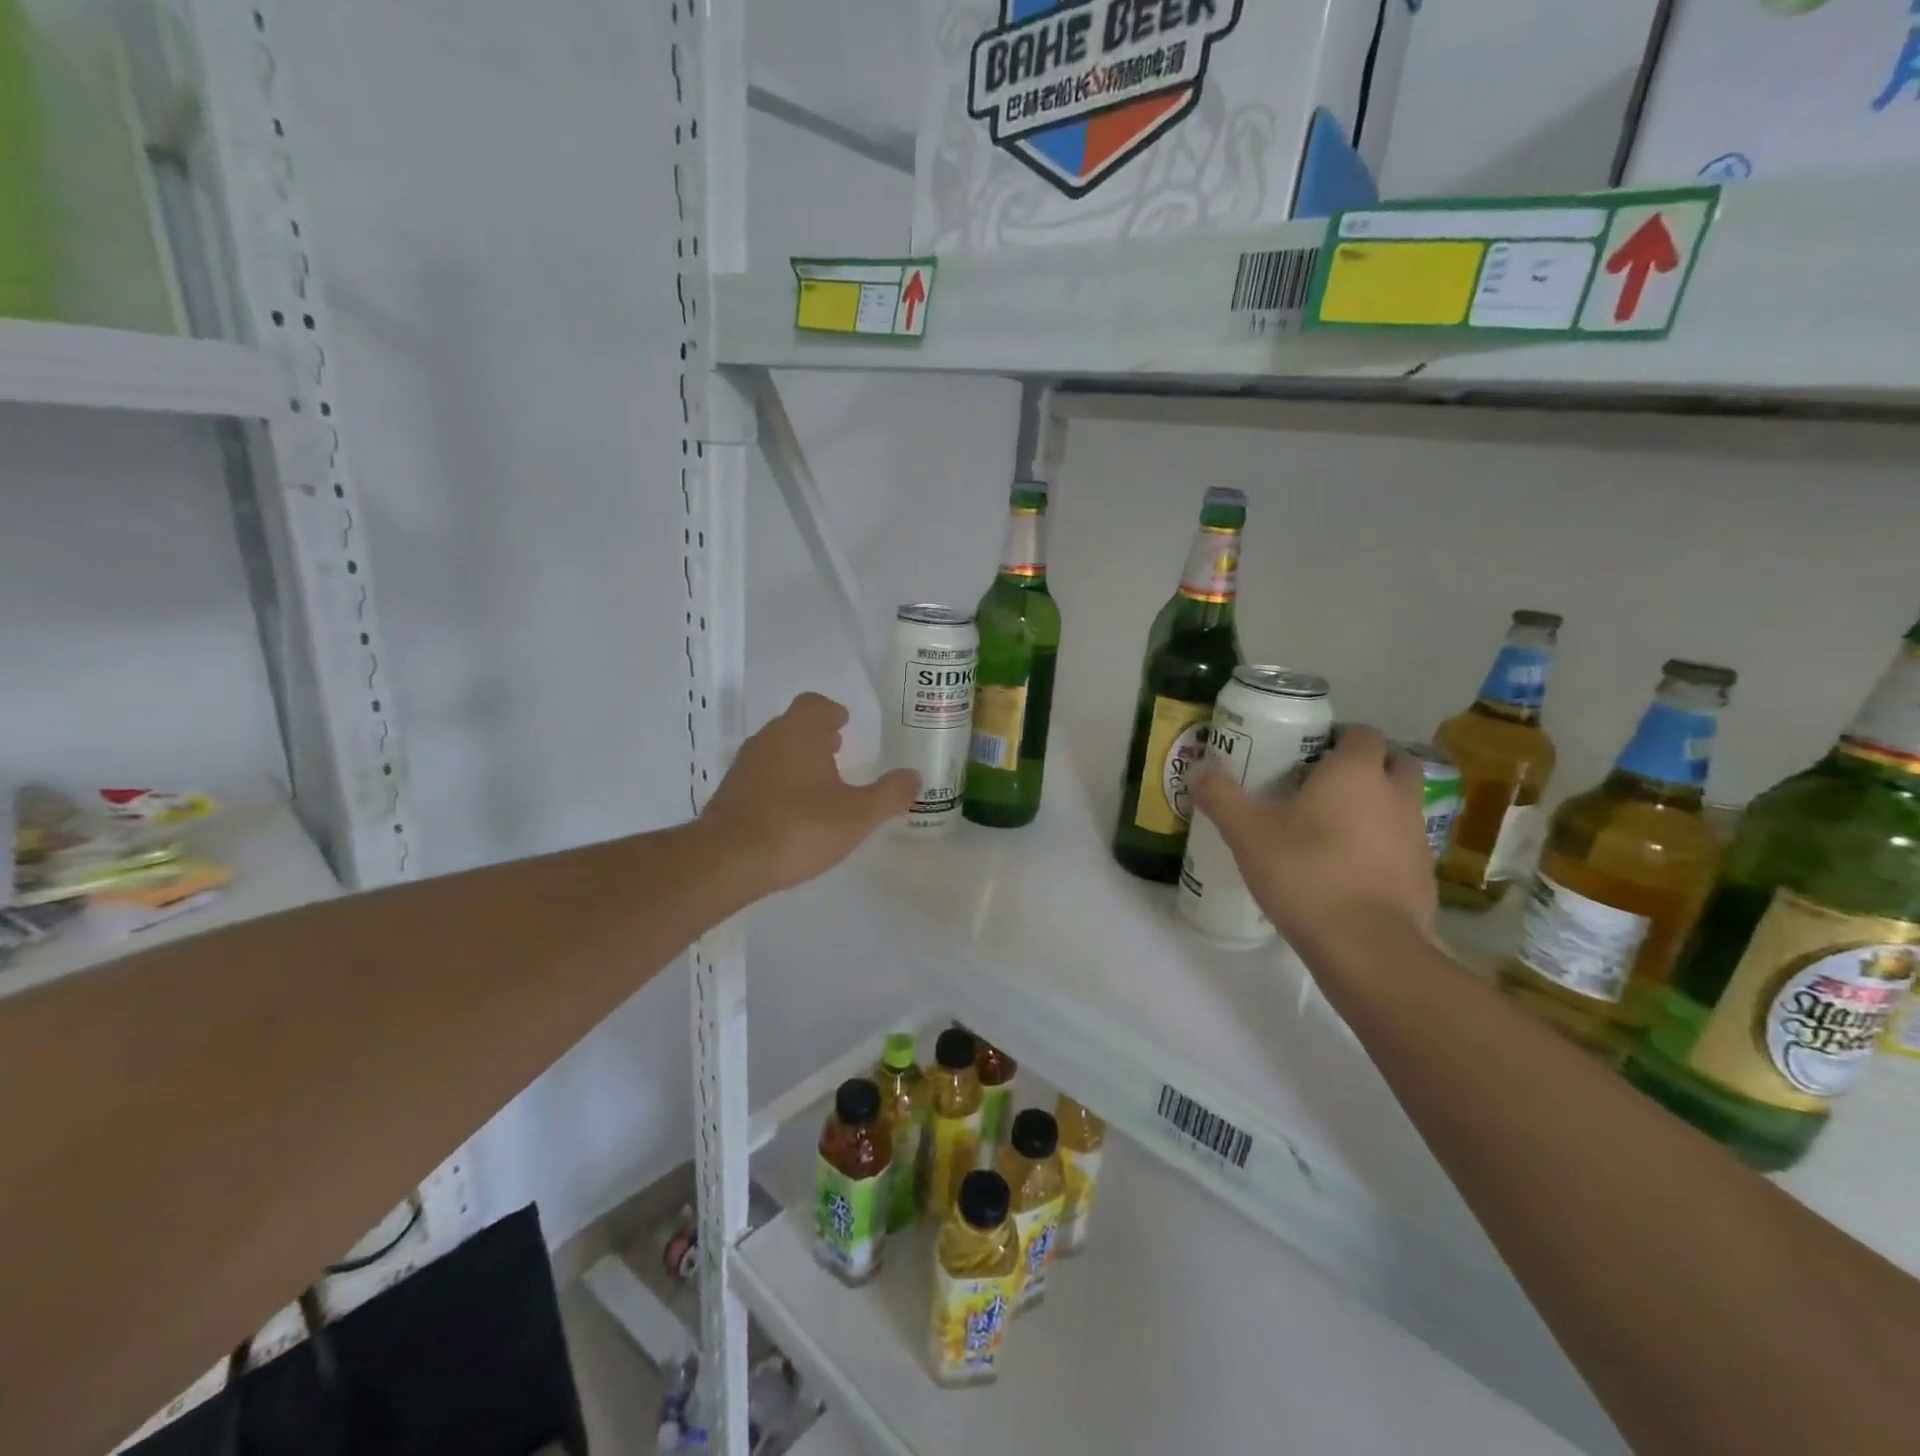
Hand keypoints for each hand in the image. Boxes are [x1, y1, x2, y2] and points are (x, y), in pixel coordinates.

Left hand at [697, 692, 918, 900]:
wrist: (727, 861)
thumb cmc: (800, 827)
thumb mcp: (858, 815)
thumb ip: (890, 794)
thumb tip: (914, 776)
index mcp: (799, 733)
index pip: (814, 704)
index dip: (831, 711)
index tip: (845, 724)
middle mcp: (768, 740)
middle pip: (793, 725)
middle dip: (816, 736)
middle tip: (838, 751)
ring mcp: (743, 767)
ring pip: (774, 751)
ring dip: (796, 760)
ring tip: (819, 784)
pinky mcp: (728, 794)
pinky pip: (759, 777)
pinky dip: (777, 783)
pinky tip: (791, 812)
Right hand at [1190, 724, 1435, 957]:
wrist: (1365, 946)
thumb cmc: (1305, 874)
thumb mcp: (1247, 833)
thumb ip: (1221, 797)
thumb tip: (1197, 769)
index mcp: (1356, 773)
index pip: (1362, 733)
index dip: (1339, 737)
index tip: (1310, 752)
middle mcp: (1396, 796)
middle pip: (1395, 763)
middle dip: (1369, 766)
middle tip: (1328, 784)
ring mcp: (1417, 837)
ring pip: (1404, 805)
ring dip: (1380, 806)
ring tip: (1337, 828)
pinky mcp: (1424, 877)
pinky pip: (1405, 847)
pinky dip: (1386, 848)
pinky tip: (1353, 870)